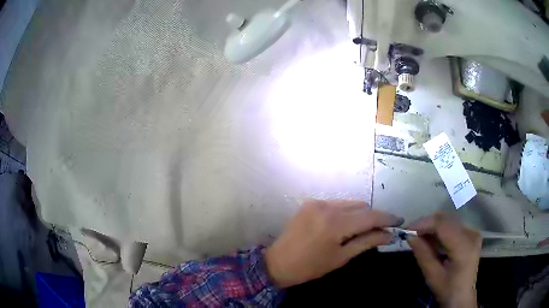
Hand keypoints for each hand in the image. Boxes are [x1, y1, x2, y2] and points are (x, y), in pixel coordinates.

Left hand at [264, 199, 403, 287]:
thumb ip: (367, 242)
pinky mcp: (310, 203)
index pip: (369, 216)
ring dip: (361, 214)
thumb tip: (388, 234)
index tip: (399, 221)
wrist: (277, 263)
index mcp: (335, 224)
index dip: (387, 218)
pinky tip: (346, 225)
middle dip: (374, 217)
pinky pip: (336, 204)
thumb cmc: (310, 267)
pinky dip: (346, 212)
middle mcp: (327, 207)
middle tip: (382, 230)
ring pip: (350, 204)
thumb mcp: (341, 257)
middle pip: (361, 207)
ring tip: (365, 229)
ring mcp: (317, 202)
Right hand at [408, 213, 481, 307]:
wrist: (463, 296)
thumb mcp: (433, 276)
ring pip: (449, 221)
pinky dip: (440, 231)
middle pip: (446, 220)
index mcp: (464, 246)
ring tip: (419, 237)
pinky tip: (431, 240)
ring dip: (433, 227)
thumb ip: (423, 254)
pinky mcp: (471, 234)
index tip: (407, 230)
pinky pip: (453, 226)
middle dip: (427, 224)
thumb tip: (410, 236)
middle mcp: (471, 234)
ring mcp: (472, 233)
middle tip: (411, 234)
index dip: (424, 223)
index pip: (443, 225)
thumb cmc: (448, 290)